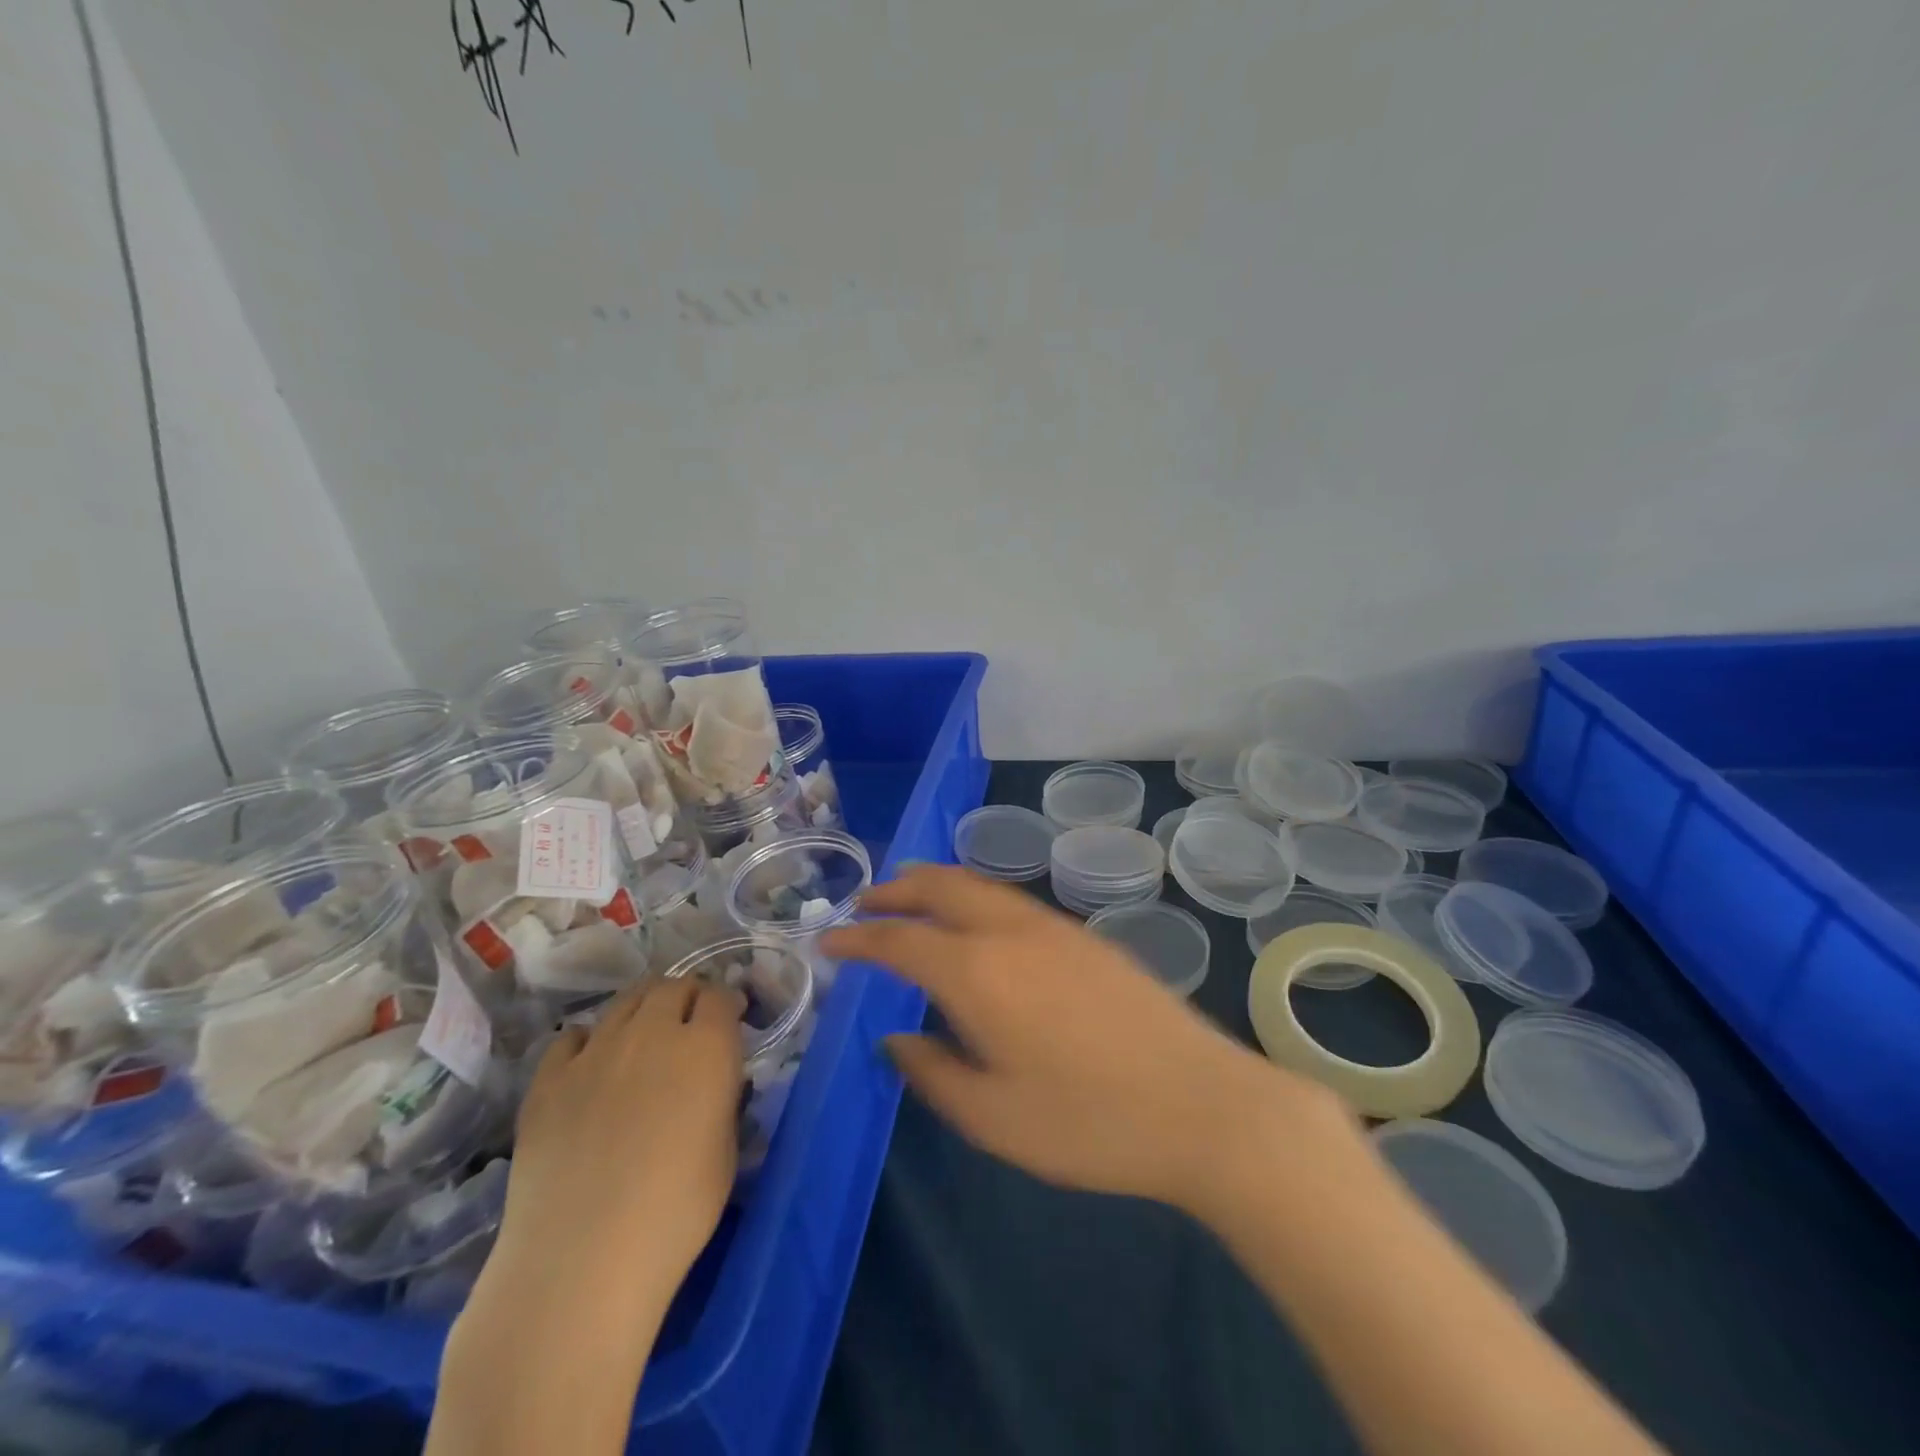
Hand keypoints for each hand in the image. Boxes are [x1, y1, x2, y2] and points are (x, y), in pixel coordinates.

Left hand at [431, 981, 745, 1455]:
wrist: (581, 1261)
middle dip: (688, 997)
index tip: (731, 1022)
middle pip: (673, 986)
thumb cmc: (676, 1212)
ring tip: (645, 1038)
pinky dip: (591, 1041)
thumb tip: (714, 1081)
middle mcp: (653, 1032)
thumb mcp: (726, 1151)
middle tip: (691, 1026)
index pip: (721, 996)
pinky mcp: (548, 1079)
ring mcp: (595, 1051)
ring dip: (644, 1008)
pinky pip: (574, 1037)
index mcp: (706, 1047)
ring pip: (626, 1001)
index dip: (728, 1005)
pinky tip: (594, 1068)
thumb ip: (723, 1099)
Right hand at [822, 864, 1338, 1213]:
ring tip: (911, 900)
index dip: (858, 938)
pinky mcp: (1084, 936)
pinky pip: (1010, 900)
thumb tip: (896, 1041)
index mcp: (977, 971)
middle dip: (895, 890)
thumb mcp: (993, 1118)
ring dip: (936, 885)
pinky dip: (973, 897)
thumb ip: (932, 1072)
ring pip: (979, 885)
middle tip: (865, 904)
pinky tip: (976, 925)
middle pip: (940, 886)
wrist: (1201, 1102)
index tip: (828, 942)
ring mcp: (1052, 927)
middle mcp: (1009, 932)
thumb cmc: (1088, 1121)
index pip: (900, 939)